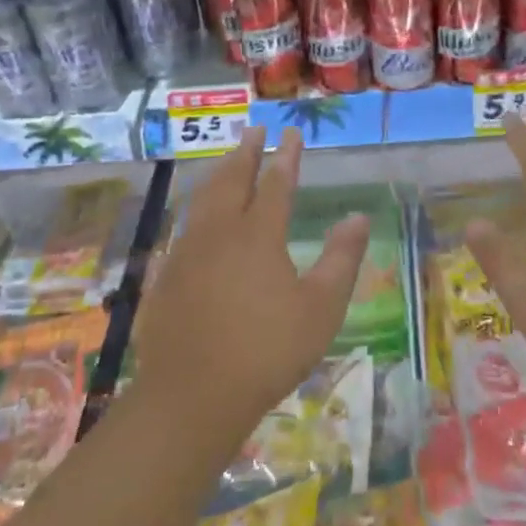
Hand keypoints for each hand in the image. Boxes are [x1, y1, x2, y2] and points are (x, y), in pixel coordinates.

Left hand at [136, 127, 367, 432]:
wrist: (192, 396)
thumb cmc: (267, 350)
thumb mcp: (321, 308)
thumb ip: (341, 258)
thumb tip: (358, 217)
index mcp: (259, 235)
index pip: (277, 183)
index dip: (286, 157)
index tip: (291, 133)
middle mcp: (220, 232)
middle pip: (234, 180)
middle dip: (246, 152)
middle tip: (254, 130)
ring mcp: (188, 252)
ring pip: (204, 199)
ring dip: (219, 173)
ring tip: (227, 159)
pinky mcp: (167, 275)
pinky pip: (185, 226)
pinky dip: (197, 208)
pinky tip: (196, 216)